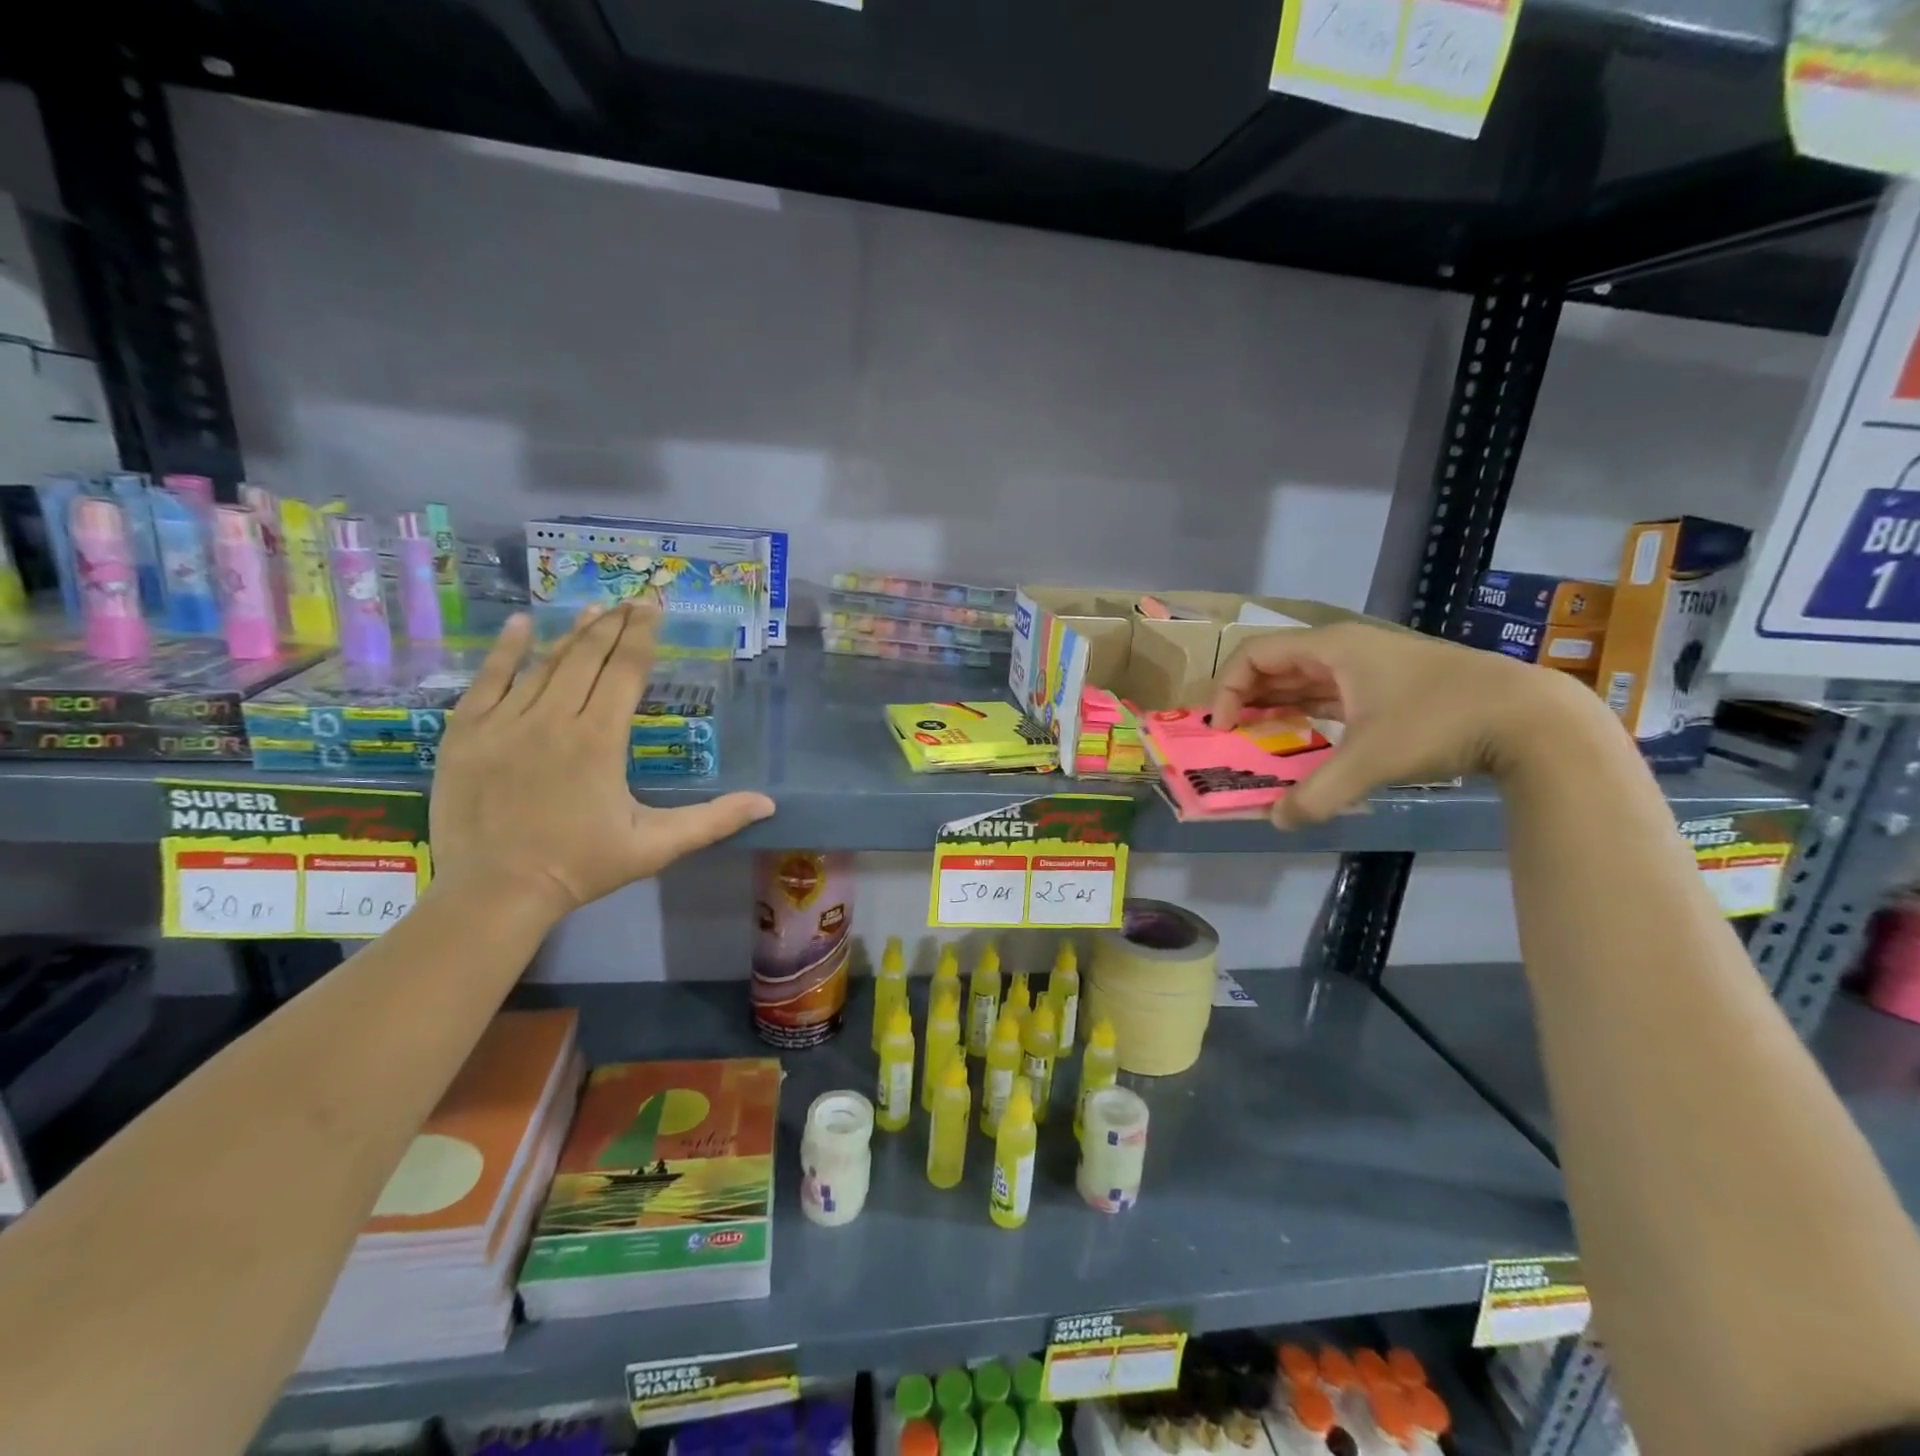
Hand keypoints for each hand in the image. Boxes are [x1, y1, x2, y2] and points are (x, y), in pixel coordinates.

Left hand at [430, 603, 774, 921]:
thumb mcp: (656, 847)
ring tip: (594, 608)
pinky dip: (506, 650)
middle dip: (614, 624)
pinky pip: (488, 680)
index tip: (654, 607)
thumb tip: (768, 803)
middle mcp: (554, 719)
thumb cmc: (582, 867)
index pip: (626, 672)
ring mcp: (505, 723)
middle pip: (588, 657)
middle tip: (632, 599)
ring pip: (544, 664)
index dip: (642, 636)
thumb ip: (713, 820)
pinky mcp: (466, 733)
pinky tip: (522, 624)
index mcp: (600, 740)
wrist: (494, 894)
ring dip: (572, 633)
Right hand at [1209, 622, 1618, 828]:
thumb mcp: (1371, 760)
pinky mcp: (1388, 687)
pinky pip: (1328, 694)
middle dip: (1246, 699)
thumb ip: (1318, 793)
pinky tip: (1302, 739)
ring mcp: (1369, 666)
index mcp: (1332, 648)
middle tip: (1231, 737)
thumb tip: (1279, 822)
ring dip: (1275, 706)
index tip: (1223, 727)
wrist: (1530, 717)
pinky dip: (1305, 713)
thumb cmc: (1439, 722)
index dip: (1228, 688)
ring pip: (1303, 680)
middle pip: (1275, 665)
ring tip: (1257, 741)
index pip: (1255, 654)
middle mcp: (1345, 650)